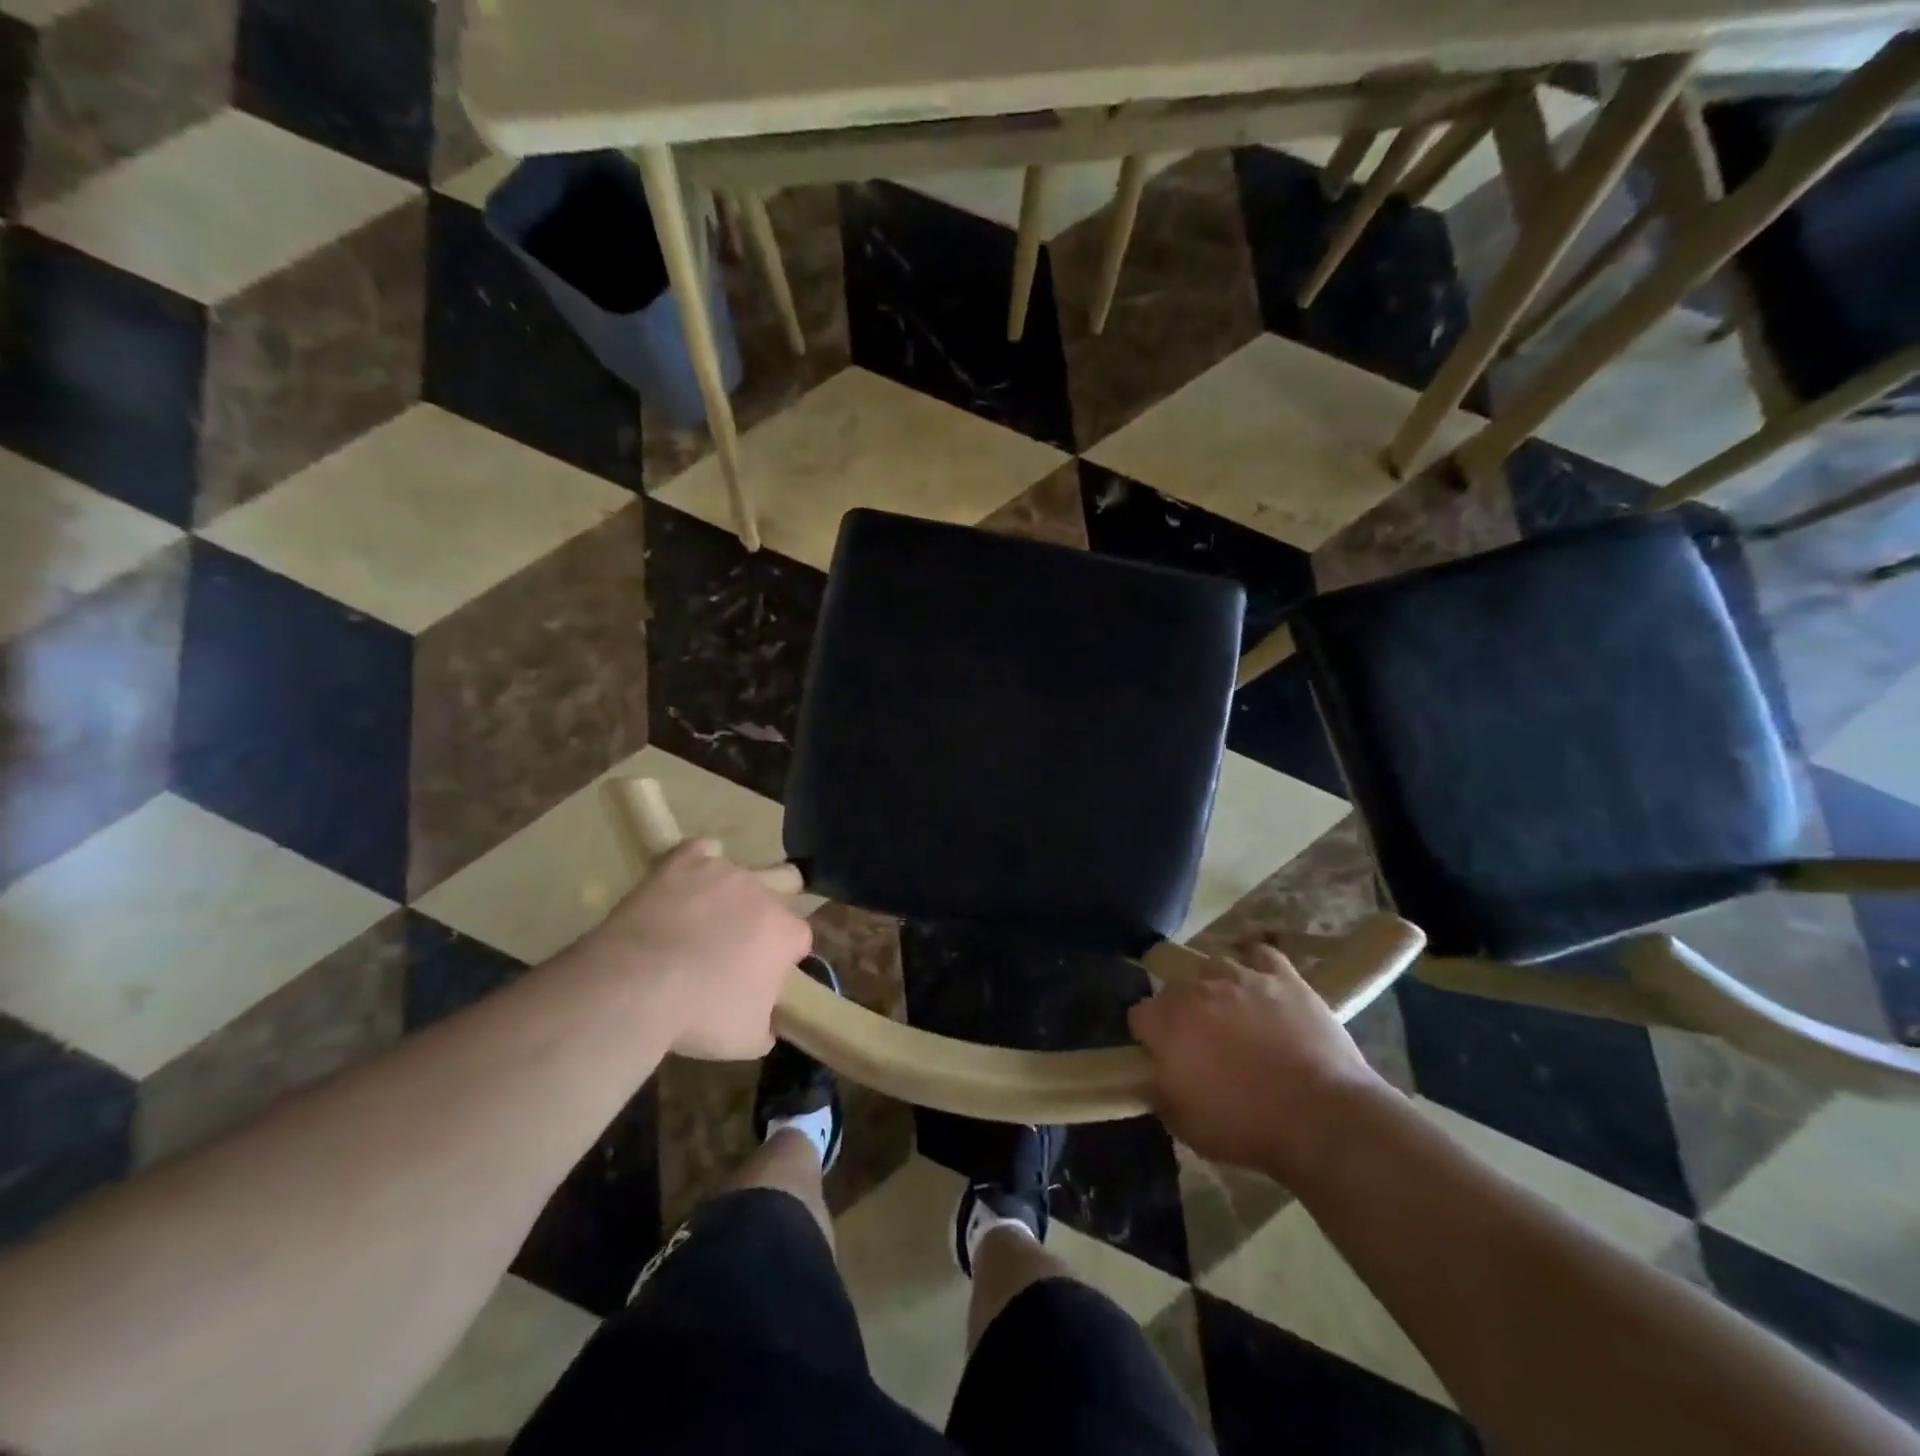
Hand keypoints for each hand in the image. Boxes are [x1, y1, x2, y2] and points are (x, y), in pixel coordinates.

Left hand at [591, 841, 811, 1059]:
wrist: (634, 986)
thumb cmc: (699, 1016)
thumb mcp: (747, 1040)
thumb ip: (768, 1023)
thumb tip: (768, 1020)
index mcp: (786, 932)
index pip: (798, 938)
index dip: (782, 957)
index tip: (760, 976)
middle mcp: (764, 893)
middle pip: (782, 891)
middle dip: (767, 911)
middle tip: (738, 941)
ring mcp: (724, 871)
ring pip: (739, 872)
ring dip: (729, 893)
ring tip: (701, 919)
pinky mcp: (685, 859)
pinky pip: (701, 851)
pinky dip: (697, 865)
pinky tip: (684, 885)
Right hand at [1127, 947, 1385, 1179]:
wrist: (1322, 1116)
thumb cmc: (1247, 1125)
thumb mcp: (1185, 1125)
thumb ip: (1158, 1092)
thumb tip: (1148, 1077)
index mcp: (1167, 1022)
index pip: (1139, 1016)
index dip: (1149, 1038)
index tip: (1162, 1059)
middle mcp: (1197, 988)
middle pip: (1174, 988)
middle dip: (1180, 1012)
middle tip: (1200, 1044)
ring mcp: (1241, 976)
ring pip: (1213, 967)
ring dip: (1214, 988)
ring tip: (1232, 1014)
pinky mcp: (1282, 976)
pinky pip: (1260, 954)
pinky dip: (1255, 963)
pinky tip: (1258, 980)